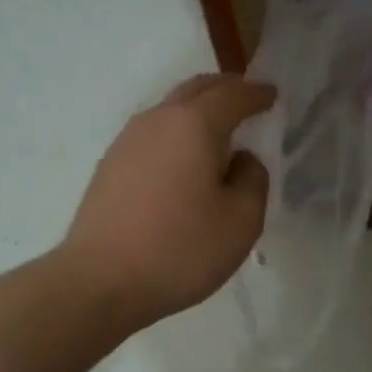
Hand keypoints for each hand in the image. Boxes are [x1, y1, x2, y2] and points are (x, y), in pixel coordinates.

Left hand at [61, 74, 275, 328]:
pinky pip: (152, 135)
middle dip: (225, 90)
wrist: (99, 281)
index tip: (272, 95)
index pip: (233, 95)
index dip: (257, 93)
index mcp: (194, 125)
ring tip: (216, 132)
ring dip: (197, 111)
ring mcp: (126, 141)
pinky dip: (176, 134)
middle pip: (196, 89)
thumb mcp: (241, 221)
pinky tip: (182, 161)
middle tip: (246, 100)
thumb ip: (253, 179)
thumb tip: (241, 160)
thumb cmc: (179, 250)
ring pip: (169, 110)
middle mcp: (157, 120)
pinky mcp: (109, 166)